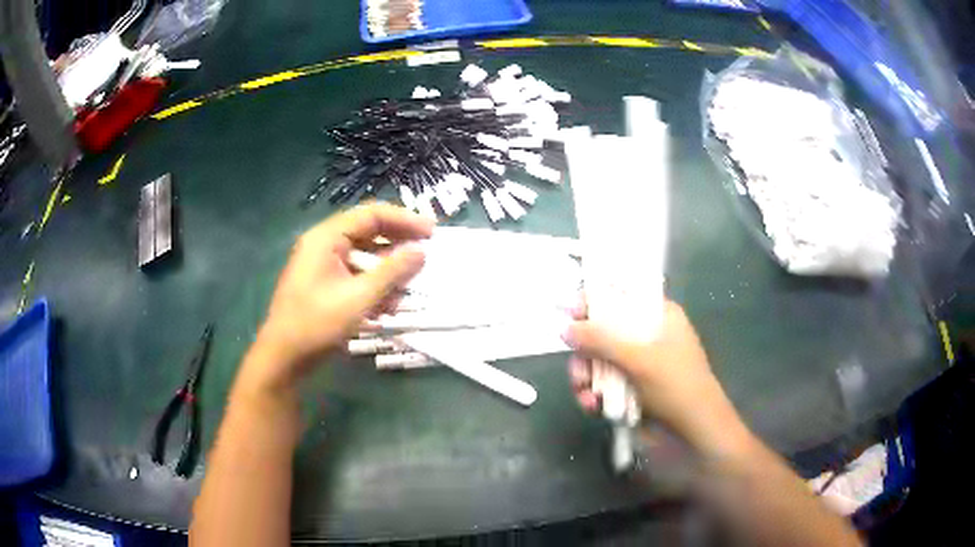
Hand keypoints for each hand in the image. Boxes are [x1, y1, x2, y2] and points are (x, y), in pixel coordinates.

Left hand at [250, 203, 433, 389]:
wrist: (284, 358)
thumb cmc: (317, 324)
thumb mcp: (358, 298)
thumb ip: (392, 272)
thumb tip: (421, 251)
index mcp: (326, 238)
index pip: (371, 215)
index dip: (404, 219)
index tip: (432, 231)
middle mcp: (324, 245)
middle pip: (368, 232)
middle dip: (399, 243)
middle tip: (428, 250)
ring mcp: (323, 266)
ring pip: (364, 256)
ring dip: (389, 268)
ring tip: (414, 281)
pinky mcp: (325, 285)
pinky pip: (356, 275)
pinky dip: (375, 284)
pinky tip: (392, 302)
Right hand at [564, 300, 752, 458]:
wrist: (694, 434)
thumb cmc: (676, 386)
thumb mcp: (639, 359)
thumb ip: (600, 340)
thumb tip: (564, 328)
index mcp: (658, 316)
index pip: (622, 295)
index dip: (595, 300)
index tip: (571, 312)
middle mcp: (647, 336)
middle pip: (604, 330)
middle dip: (585, 350)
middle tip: (576, 365)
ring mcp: (637, 365)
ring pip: (599, 361)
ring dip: (586, 376)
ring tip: (584, 393)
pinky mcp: (630, 390)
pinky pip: (602, 385)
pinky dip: (593, 394)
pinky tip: (591, 406)